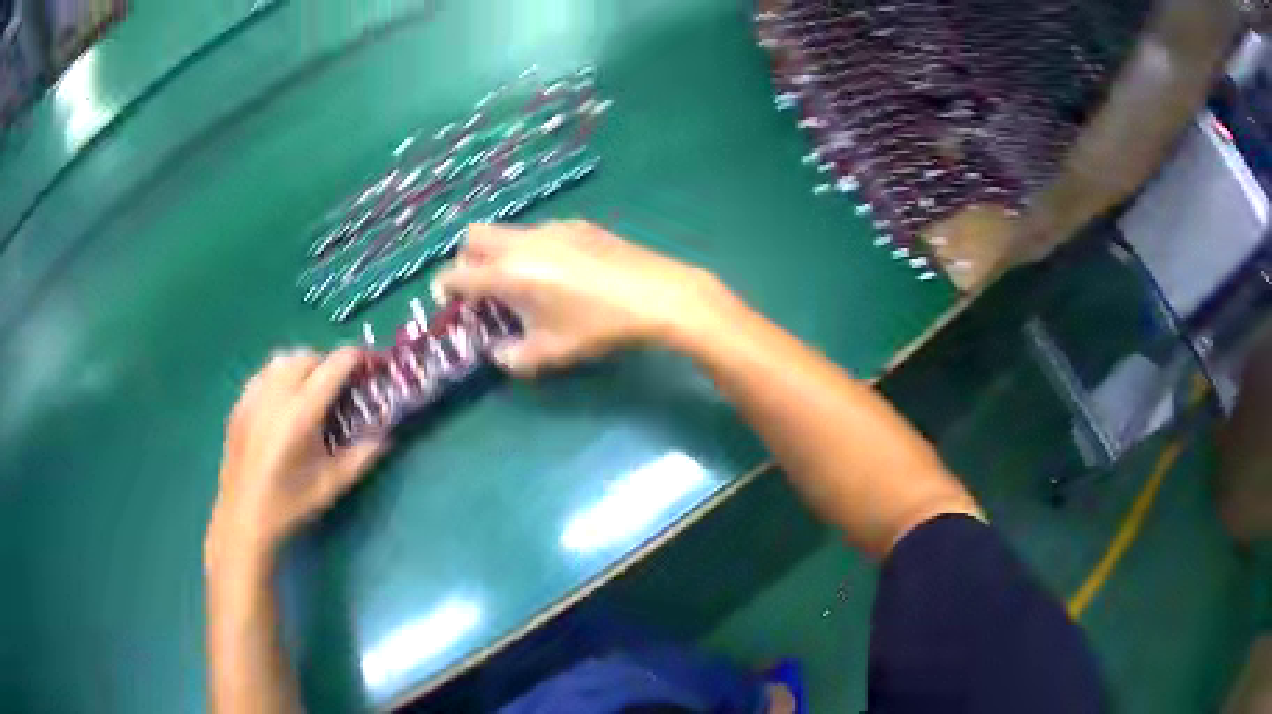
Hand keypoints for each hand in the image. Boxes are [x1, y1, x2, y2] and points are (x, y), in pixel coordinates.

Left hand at [206, 348, 387, 573]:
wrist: (244, 519)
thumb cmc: (291, 505)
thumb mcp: (332, 484)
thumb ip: (363, 455)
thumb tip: (387, 434)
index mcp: (301, 415)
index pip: (333, 366)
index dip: (355, 359)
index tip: (367, 365)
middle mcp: (275, 396)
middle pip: (306, 356)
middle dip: (328, 363)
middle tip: (339, 386)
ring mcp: (252, 397)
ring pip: (282, 359)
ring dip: (302, 365)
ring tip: (310, 390)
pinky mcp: (239, 404)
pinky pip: (263, 374)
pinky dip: (279, 376)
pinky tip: (282, 403)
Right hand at [431, 221, 724, 375]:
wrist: (655, 294)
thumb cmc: (597, 327)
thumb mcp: (551, 353)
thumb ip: (513, 357)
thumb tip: (500, 352)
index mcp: (507, 273)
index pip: (457, 274)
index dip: (445, 289)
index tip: (449, 302)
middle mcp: (521, 242)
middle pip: (473, 237)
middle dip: (467, 260)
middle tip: (480, 287)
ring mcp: (550, 227)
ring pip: (507, 231)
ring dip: (499, 252)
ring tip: (522, 282)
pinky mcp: (576, 224)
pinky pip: (537, 231)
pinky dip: (530, 247)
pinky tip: (559, 272)